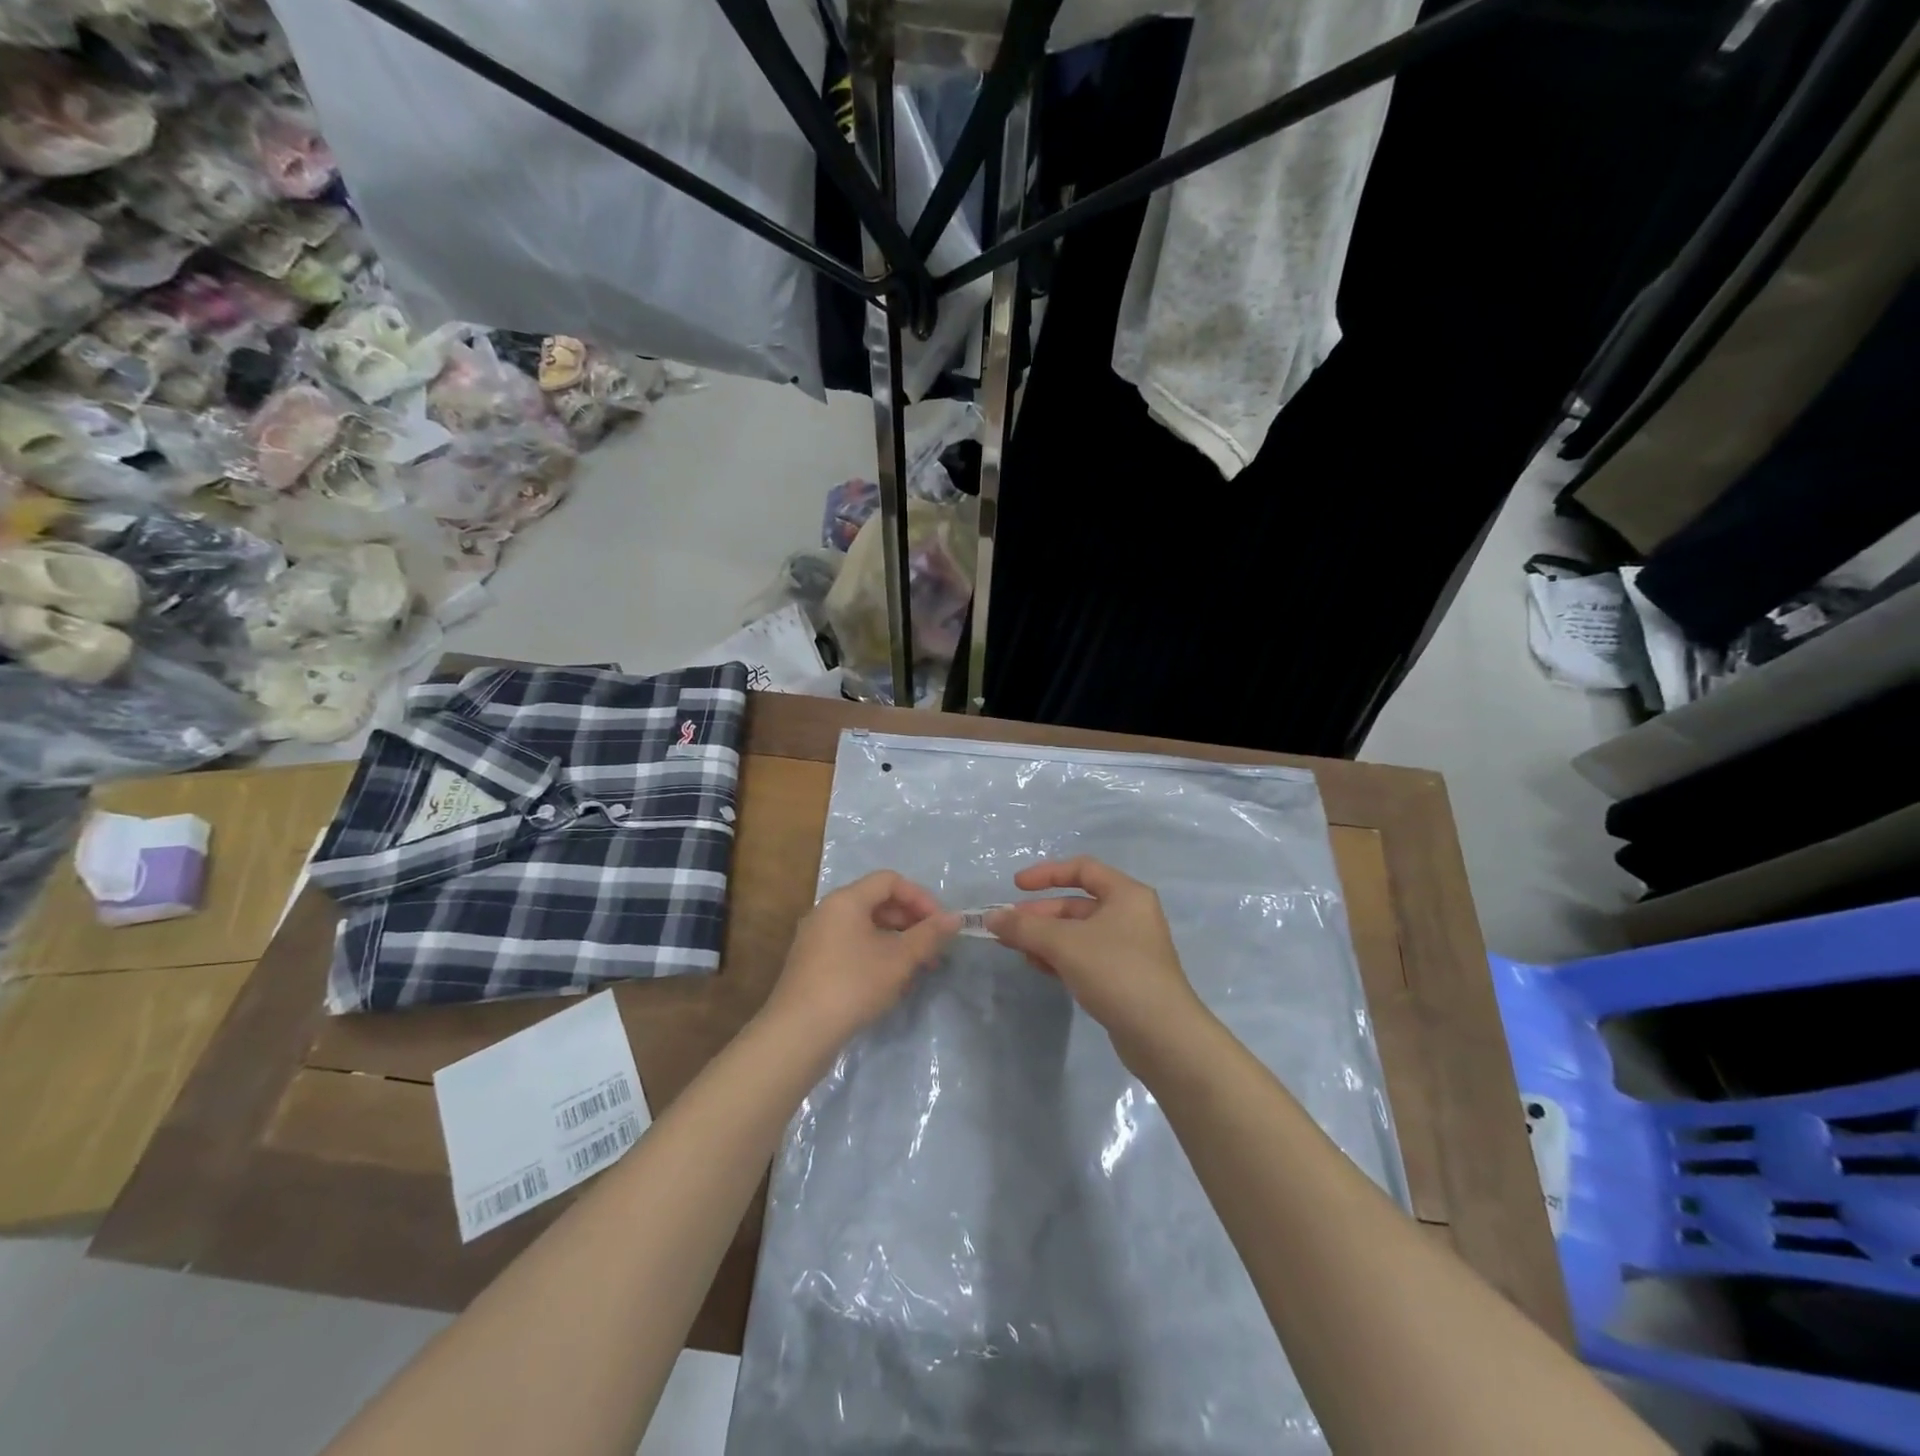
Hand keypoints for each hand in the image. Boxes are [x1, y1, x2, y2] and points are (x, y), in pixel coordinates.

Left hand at [762, 871, 960, 1053]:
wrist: (798, 1033)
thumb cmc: (853, 985)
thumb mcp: (899, 959)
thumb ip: (929, 935)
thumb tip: (955, 918)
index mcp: (845, 900)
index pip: (890, 881)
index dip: (920, 898)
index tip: (941, 924)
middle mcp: (827, 911)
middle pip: (877, 903)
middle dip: (911, 922)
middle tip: (933, 949)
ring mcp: (816, 938)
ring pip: (866, 928)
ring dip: (896, 943)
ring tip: (918, 970)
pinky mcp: (812, 964)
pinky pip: (851, 947)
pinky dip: (876, 956)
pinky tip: (891, 984)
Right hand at [986, 857, 1208, 1068]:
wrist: (1162, 1036)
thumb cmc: (1116, 972)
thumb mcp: (1064, 944)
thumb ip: (1025, 927)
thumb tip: (992, 918)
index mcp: (1126, 894)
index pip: (1082, 869)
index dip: (1046, 874)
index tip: (1016, 887)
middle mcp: (1131, 915)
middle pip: (1077, 904)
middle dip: (1040, 914)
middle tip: (1008, 928)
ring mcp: (1129, 948)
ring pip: (1078, 933)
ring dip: (1046, 938)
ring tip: (1018, 951)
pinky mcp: (1124, 977)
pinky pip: (1086, 956)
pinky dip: (1061, 958)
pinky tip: (1040, 968)